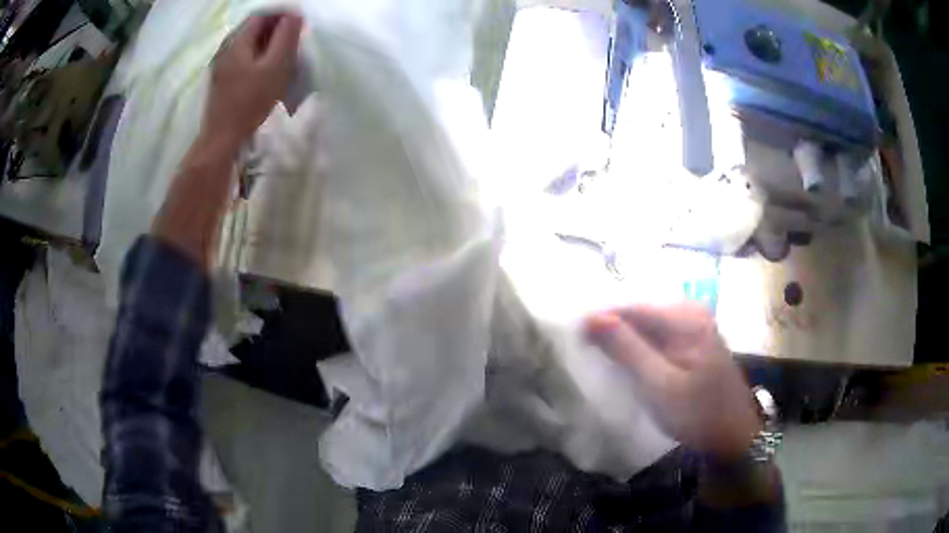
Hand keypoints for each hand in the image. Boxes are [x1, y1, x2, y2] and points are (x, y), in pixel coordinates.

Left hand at [203, 12, 303, 151]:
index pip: (260, 16)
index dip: (281, 15)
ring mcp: (220, 66)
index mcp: (237, 42)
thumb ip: (285, 37)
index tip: (298, 23)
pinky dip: (256, 56)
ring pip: (246, 44)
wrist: (222, 138)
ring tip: (282, 53)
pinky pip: (241, 58)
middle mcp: (225, 49)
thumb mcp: (275, 66)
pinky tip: (265, 69)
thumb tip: (294, 15)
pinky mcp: (221, 80)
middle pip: (252, 28)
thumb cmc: (250, 101)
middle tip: (293, 37)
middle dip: (274, 28)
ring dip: (266, 42)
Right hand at [585, 303, 760, 460]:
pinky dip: (641, 347)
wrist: (734, 433)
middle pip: (641, 313)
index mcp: (686, 317)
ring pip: (648, 325)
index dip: (601, 320)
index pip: (633, 307)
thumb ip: (627, 349)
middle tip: (586, 350)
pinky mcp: (695, 340)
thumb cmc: (698, 413)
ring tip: (602, 357)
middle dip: (614, 330)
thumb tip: (592, 317)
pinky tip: (630, 363)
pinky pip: (660, 336)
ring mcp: (696, 325)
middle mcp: (692, 311)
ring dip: (626, 340)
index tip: (574, 337)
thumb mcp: (659, 384)